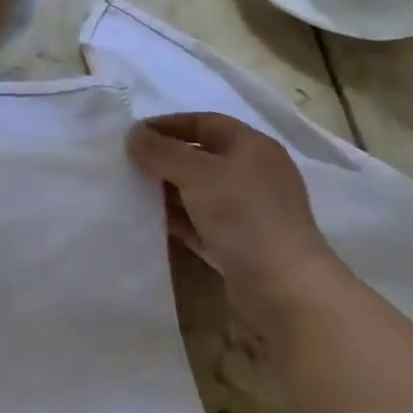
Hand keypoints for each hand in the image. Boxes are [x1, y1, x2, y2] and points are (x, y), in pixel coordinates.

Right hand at [127, 112, 344, 321]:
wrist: (284, 289)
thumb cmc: (244, 216)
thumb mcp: (197, 174)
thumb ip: (161, 151)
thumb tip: (133, 134)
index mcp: (252, 147)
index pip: (203, 122)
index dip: (168, 124)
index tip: (133, 135)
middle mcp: (252, 173)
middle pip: (199, 156)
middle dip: (163, 158)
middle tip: (127, 163)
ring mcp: (247, 210)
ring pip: (197, 189)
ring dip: (166, 189)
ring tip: (131, 190)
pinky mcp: (238, 242)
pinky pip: (198, 220)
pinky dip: (175, 217)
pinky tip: (148, 219)